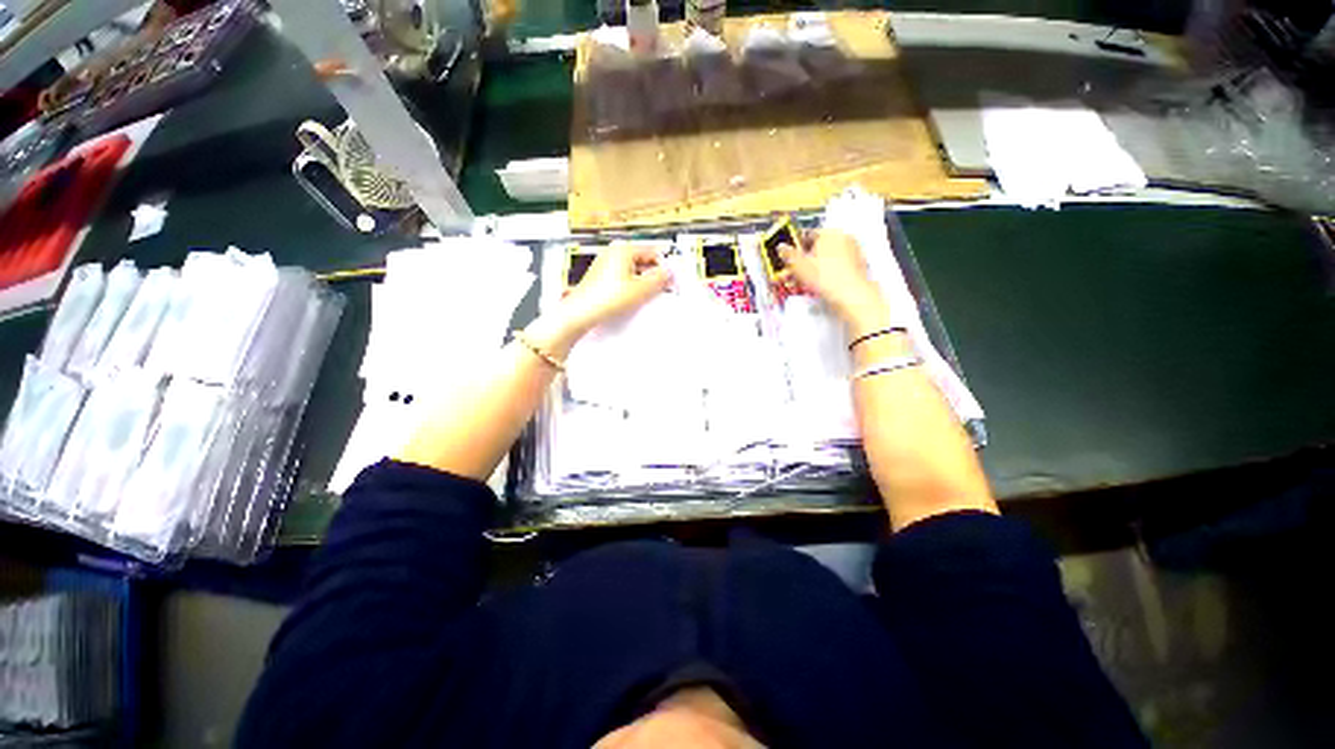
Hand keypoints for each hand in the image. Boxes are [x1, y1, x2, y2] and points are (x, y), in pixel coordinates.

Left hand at [560, 243, 671, 333]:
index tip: (671, 279)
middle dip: (653, 274)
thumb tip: (669, 272)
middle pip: (641, 260)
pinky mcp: (600, 277)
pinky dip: (630, 285)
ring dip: (642, 281)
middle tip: (662, 289)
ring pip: (631, 269)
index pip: (652, 252)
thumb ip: (658, 278)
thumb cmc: (607, 298)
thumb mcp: (640, 289)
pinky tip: (632, 298)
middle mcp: (612, 252)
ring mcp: (604, 264)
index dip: (664, 266)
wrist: (581, 312)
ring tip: (647, 296)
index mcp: (623, 249)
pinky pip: (621, 277)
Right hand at [779, 229, 887, 328]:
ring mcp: (853, 250)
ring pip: (828, 257)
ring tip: (807, 282)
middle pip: (819, 247)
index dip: (797, 248)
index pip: (808, 235)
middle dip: (806, 260)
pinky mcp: (859, 264)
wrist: (852, 295)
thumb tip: (781, 247)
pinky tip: (822, 285)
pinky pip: (838, 265)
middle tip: (797, 274)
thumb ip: (788, 255)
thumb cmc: (825, 278)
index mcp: (829, 233)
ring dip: (817, 267)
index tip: (791, 260)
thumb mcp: (799, 267)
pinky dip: (829, 272)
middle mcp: (843, 237)